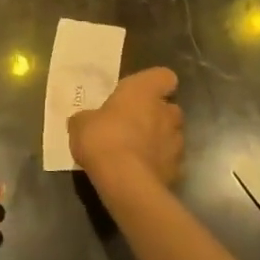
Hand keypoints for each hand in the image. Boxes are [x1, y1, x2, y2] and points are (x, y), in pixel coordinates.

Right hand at [70, 67, 183, 190]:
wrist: (125, 182)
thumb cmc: (102, 138)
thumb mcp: (81, 123)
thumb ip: (88, 118)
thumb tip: (86, 121)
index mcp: (144, 91)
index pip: (164, 77)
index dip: (155, 84)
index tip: (141, 94)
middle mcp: (166, 112)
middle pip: (170, 108)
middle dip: (157, 116)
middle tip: (133, 125)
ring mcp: (176, 143)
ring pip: (173, 136)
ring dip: (159, 141)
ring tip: (137, 152)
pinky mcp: (178, 171)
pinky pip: (169, 162)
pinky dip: (159, 165)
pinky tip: (141, 173)